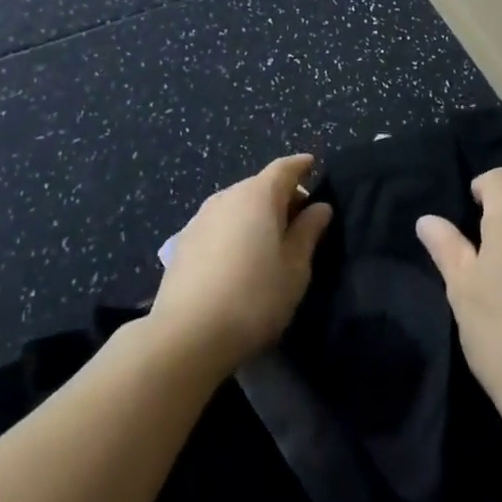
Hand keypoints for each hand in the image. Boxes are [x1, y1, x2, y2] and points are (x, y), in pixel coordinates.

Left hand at [150, 154, 332, 371]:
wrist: (186, 336)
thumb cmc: (254, 297)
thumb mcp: (295, 268)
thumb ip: (308, 232)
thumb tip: (319, 207)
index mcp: (258, 195)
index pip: (284, 168)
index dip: (301, 166)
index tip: (313, 166)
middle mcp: (226, 196)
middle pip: (259, 186)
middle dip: (281, 196)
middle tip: (300, 218)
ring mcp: (200, 218)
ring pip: (236, 206)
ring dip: (255, 215)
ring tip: (269, 242)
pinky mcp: (182, 243)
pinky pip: (218, 225)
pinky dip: (234, 231)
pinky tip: (238, 259)